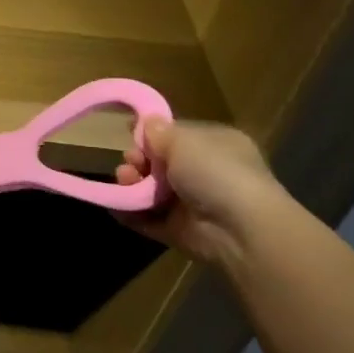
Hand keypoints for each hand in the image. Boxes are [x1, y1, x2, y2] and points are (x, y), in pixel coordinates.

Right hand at [117, 118, 289, 270]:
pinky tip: (114, 204)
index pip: (178, 136)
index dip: (153, 136)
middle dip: (138, 160)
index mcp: (215, 145)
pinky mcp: (178, 230)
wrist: (238, 228)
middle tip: (130, 163)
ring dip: (131, 184)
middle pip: (159, 163)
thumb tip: (146, 122)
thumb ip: (159, 132)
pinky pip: (146, 218)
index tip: (131, 134)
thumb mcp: (184, 140)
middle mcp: (204, 173)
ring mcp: (191, 204)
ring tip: (124, 181)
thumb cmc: (216, 171)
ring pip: (150, 190)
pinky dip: (129, 212)